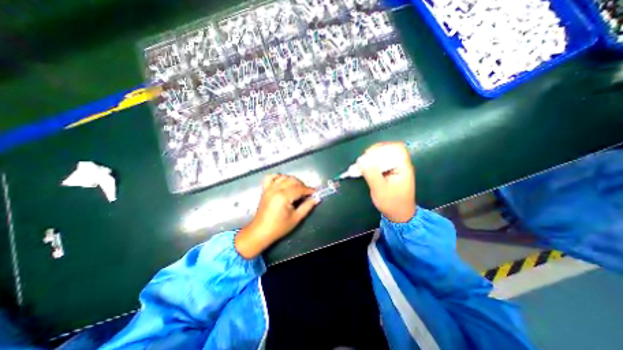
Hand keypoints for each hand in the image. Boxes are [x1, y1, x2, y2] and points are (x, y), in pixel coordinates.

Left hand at [235, 173, 318, 257]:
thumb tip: (316, 198)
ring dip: (292, 180)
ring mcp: (269, 188)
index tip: (316, 192)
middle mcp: (276, 189)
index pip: (300, 189)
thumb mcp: (296, 218)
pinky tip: (283, 182)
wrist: (260, 232)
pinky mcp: (265, 190)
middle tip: (307, 193)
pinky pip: (270, 177)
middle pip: (292, 181)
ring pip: (284, 177)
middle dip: (302, 185)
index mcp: (283, 197)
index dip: (309, 190)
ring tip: (297, 188)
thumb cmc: (279, 227)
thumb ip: (307, 206)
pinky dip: (278, 177)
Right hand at [358, 141, 414, 220]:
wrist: (398, 214)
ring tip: (362, 164)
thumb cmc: (391, 203)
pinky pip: (380, 162)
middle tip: (363, 160)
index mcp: (403, 167)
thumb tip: (361, 160)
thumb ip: (371, 174)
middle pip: (389, 149)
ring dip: (371, 157)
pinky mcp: (389, 172)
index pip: (396, 148)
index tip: (369, 154)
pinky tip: (364, 168)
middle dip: (374, 152)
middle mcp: (400, 165)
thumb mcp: (380, 189)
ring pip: (384, 155)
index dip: (383, 148)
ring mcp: (395, 168)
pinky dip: (371, 163)